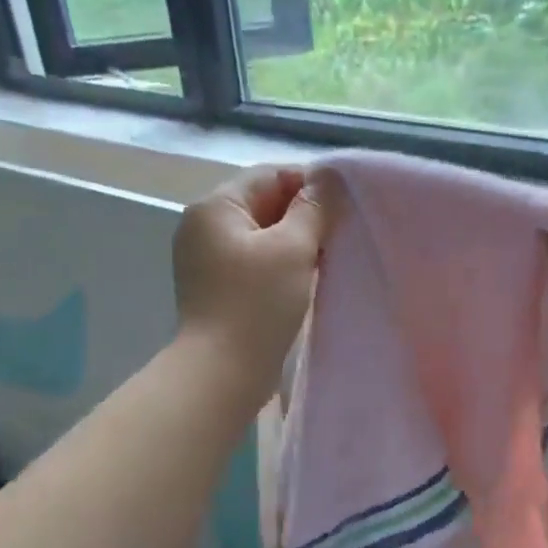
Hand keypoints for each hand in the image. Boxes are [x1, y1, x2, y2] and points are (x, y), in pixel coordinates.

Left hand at [173, 166, 325, 402]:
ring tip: (327, 256)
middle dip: (303, 214)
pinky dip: (280, 264)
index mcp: (215, 207)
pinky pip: (254, 262)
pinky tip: (305, 278)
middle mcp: (203, 227)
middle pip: (263, 203)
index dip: (309, 183)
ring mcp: (206, 260)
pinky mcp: (215, 288)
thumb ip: (313, 208)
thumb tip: (329, 181)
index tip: (344, 205)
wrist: (222, 372)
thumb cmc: (257, 304)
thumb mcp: (293, 248)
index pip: (269, 175)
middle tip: (340, 232)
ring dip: (294, 241)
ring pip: (261, 235)